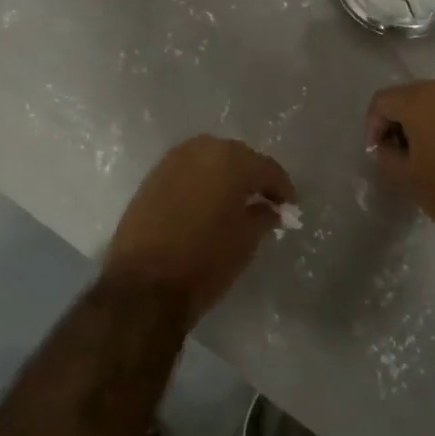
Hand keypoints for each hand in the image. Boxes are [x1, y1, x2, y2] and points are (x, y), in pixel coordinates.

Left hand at [102, 137, 295, 325]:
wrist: (144, 285)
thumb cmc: (206, 260)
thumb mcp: (246, 240)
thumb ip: (263, 216)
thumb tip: (270, 208)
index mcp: (230, 160)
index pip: (266, 168)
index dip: (282, 188)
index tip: (290, 206)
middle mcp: (200, 150)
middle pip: (237, 157)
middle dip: (252, 176)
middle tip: (264, 200)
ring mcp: (171, 161)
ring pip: (209, 161)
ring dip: (224, 177)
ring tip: (235, 202)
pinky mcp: (151, 178)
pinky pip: (187, 172)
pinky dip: (201, 183)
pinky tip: (208, 204)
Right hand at [366, 79, 434, 246]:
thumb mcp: (404, 177)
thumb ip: (386, 153)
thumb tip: (387, 144)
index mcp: (421, 99)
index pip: (383, 101)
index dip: (373, 126)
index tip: (377, 151)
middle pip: (411, 95)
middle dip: (399, 120)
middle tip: (397, 150)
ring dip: (425, 120)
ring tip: (425, 151)